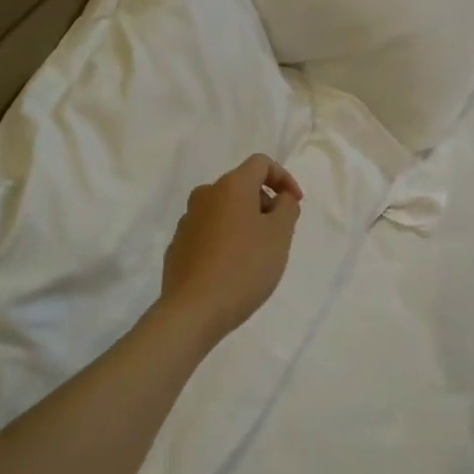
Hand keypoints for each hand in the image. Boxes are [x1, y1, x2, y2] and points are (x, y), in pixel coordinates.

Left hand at [159, 154, 303, 345]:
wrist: (193, 310)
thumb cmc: (244, 267)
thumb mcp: (279, 236)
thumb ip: (287, 208)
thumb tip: (280, 198)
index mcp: (231, 186)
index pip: (261, 163)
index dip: (284, 178)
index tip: (295, 204)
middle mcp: (205, 195)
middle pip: (241, 186)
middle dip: (264, 203)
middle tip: (279, 234)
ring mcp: (187, 220)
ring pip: (224, 210)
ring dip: (244, 222)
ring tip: (257, 254)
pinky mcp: (178, 245)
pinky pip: (209, 232)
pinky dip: (225, 239)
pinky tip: (232, 268)